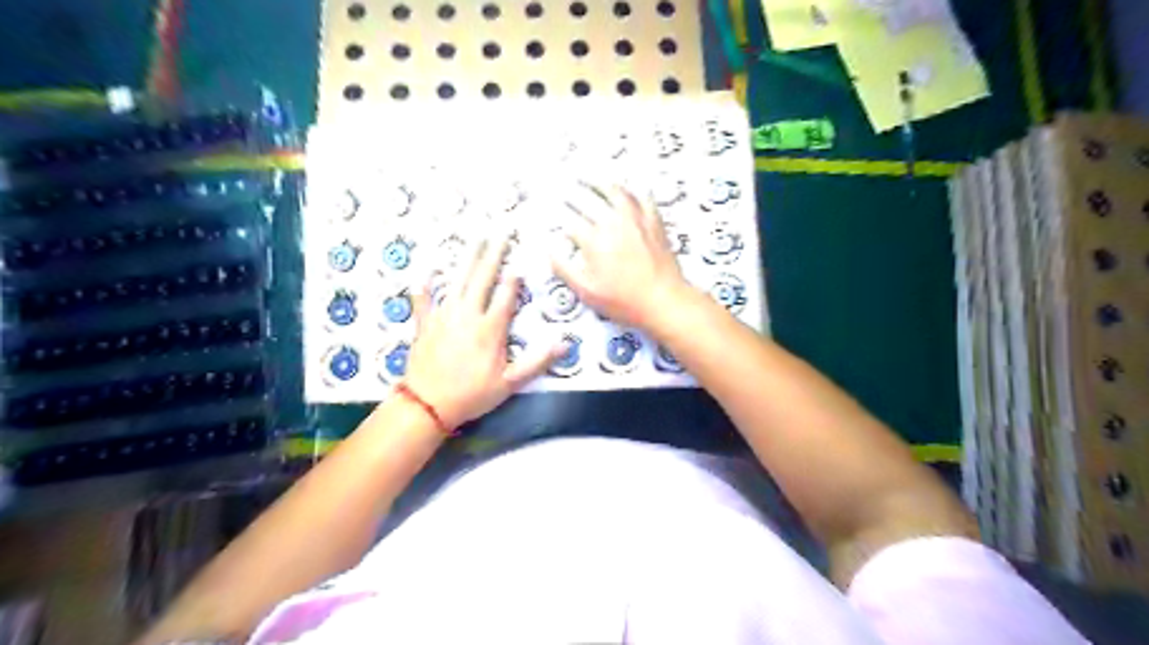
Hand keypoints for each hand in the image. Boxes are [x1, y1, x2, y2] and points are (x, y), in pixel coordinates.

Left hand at [400, 236, 565, 426]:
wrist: (428, 405)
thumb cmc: (472, 395)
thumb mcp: (510, 383)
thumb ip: (538, 361)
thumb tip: (566, 344)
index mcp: (490, 328)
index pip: (506, 295)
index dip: (514, 278)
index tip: (520, 261)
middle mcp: (467, 314)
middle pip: (482, 279)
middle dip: (493, 255)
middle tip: (500, 233)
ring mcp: (443, 316)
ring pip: (457, 281)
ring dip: (467, 259)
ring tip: (475, 239)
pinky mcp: (424, 323)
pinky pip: (424, 299)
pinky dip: (425, 285)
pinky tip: (426, 272)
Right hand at [552, 184, 685, 328]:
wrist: (664, 300)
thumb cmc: (626, 301)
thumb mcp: (587, 291)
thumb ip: (564, 268)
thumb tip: (550, 250)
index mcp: (594, 240)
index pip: (569, 219)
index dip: (556, 213)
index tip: (549, 209)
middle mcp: (614, 224)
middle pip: (588, 200)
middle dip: (572, 192)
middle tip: (563, 186)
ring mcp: (636, 220)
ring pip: (614, 192)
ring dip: (598, 182)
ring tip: (589, 177)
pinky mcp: (654, 223)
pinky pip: (643, 198)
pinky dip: (633, 189)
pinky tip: (629, 186)